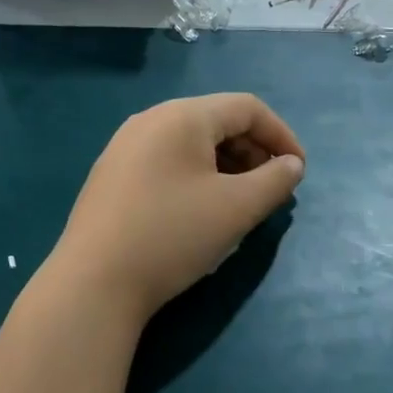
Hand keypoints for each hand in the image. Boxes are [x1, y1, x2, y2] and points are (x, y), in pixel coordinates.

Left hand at [51, 93, 305, 324]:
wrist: (94, 284)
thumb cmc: (173, 236)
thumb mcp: (237, 208)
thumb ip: (275, 181)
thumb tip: (292, 166)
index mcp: (182, 116)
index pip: (248, 108)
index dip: (282, 135)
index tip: (299, 172)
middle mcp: (150, 120)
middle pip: (218, 121)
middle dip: (255, 151)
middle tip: (272, 190)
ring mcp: (124, 147)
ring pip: (192, 143)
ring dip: (228, 165)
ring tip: (242, 203)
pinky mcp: (111, 176)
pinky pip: (168, 161)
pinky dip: (198, 176)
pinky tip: (201, 211)